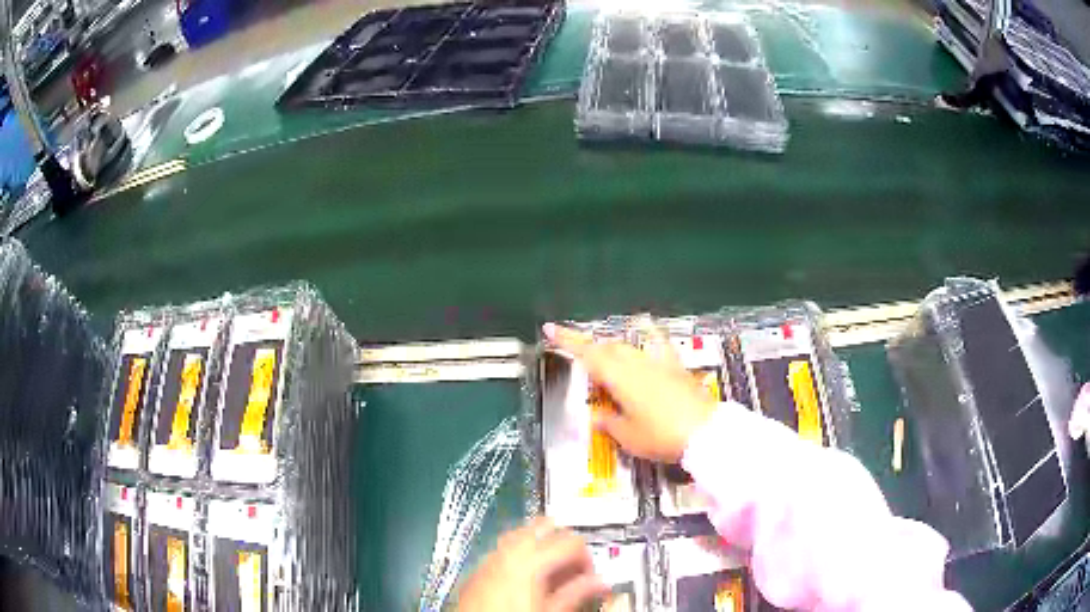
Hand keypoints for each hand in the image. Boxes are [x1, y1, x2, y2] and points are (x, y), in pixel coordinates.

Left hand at [456, 517, 606, 611]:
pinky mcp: (481, 564)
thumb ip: (577, 593)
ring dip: (543, 546)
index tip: (590, 578)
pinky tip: (527, 577)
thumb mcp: (551, 611)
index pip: (573, 541)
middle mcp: (510, 548)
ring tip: (552, 574)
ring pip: (525, 533)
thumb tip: (601, 582)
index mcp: (532, 558)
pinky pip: (507, 546)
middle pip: (547, 526)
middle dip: (564, 544)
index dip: (587, 558)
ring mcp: (492, 554)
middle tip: (573, 571)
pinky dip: (523, 553)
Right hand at [544, 323, 717, 462]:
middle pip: (608, 348)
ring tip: (607, 363)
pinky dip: (649, 342)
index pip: (587, 353)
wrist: (704, 432)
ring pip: (629, 348)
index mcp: (619, 376)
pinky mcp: (676, 368)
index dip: (568, 340)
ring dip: (614, 351)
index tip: (550, 328)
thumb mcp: (628, 436)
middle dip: (591, 349)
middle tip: (579, 359)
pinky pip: (658, 348)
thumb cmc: (660, 435)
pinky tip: (648, 342)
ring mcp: (659, 362)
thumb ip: (609, 422)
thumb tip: (597, 416)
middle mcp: (637, 363)